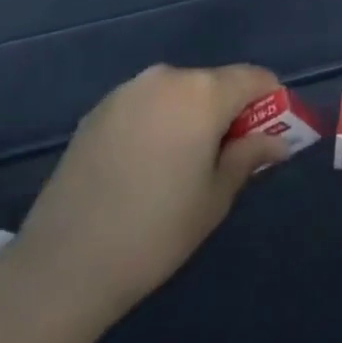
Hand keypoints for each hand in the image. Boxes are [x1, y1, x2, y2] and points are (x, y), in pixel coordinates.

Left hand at [15, 63, 287, 329]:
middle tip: (228, 156)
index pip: (255, 78)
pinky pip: (146, 105)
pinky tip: (148, 165)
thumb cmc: (156, 230)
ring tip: (184, 164)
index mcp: (202, 92)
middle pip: (215, 83)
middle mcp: (165, 78)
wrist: (63, 264)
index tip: (271, 135)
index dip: (271, 101)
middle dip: (230, 110)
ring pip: (179, 93)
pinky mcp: (97, 112)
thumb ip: (250, 156)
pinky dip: (160, 122)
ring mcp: (126, 92)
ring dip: (193, 116)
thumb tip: (279, 141)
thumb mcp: (216, 196)